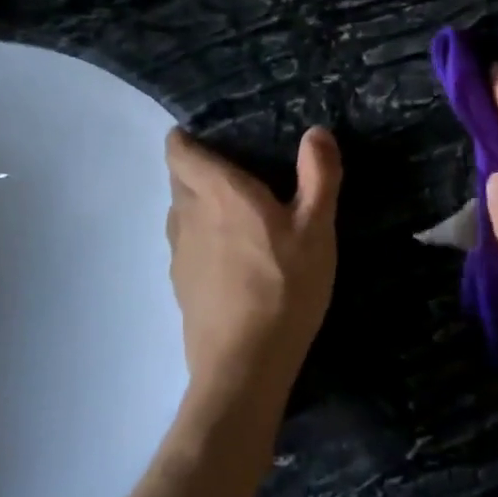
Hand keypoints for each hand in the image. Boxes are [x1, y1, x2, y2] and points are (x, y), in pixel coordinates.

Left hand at [164, 126, 341, 398]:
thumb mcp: (317, 230)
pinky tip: (234, 260)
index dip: (189, 138)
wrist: (245, 364)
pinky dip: (204, 239)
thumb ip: (319, 176)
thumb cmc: (285, 287)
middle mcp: (187, 214)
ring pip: (181, 212)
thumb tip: (316, 132)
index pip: (178, 149)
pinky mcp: (180, 284)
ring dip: (201, 205)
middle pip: (179, 178)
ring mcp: (178, 253)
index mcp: (218, 192)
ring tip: (239, 216)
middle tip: (241, 174)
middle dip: (201, 169)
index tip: (216, 137)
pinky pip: (187, 245)